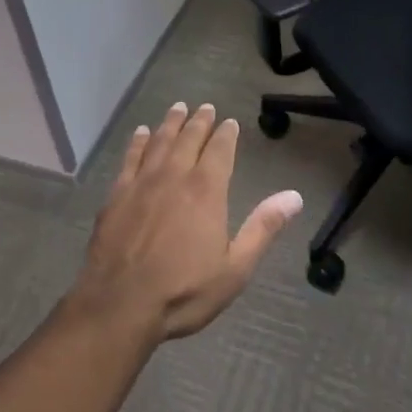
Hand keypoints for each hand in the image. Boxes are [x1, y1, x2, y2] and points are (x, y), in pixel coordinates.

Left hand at [70, 102, 303, 342]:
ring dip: (171, 123)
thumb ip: (263, 228)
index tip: (230, 122)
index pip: (220, 150)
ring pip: (160, 141)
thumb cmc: (183, 291)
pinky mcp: (117, 194)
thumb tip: (295, 197)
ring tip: (178, 108)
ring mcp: (142, 182)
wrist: (120, 305)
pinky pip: (130, 158)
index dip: (227, 134)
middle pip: (189, 138)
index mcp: (206, 190)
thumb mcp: (235, 268)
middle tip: (205, 107)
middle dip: (200, 121)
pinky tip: (141, 133)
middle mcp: (175, 176)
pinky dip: (138, 142)